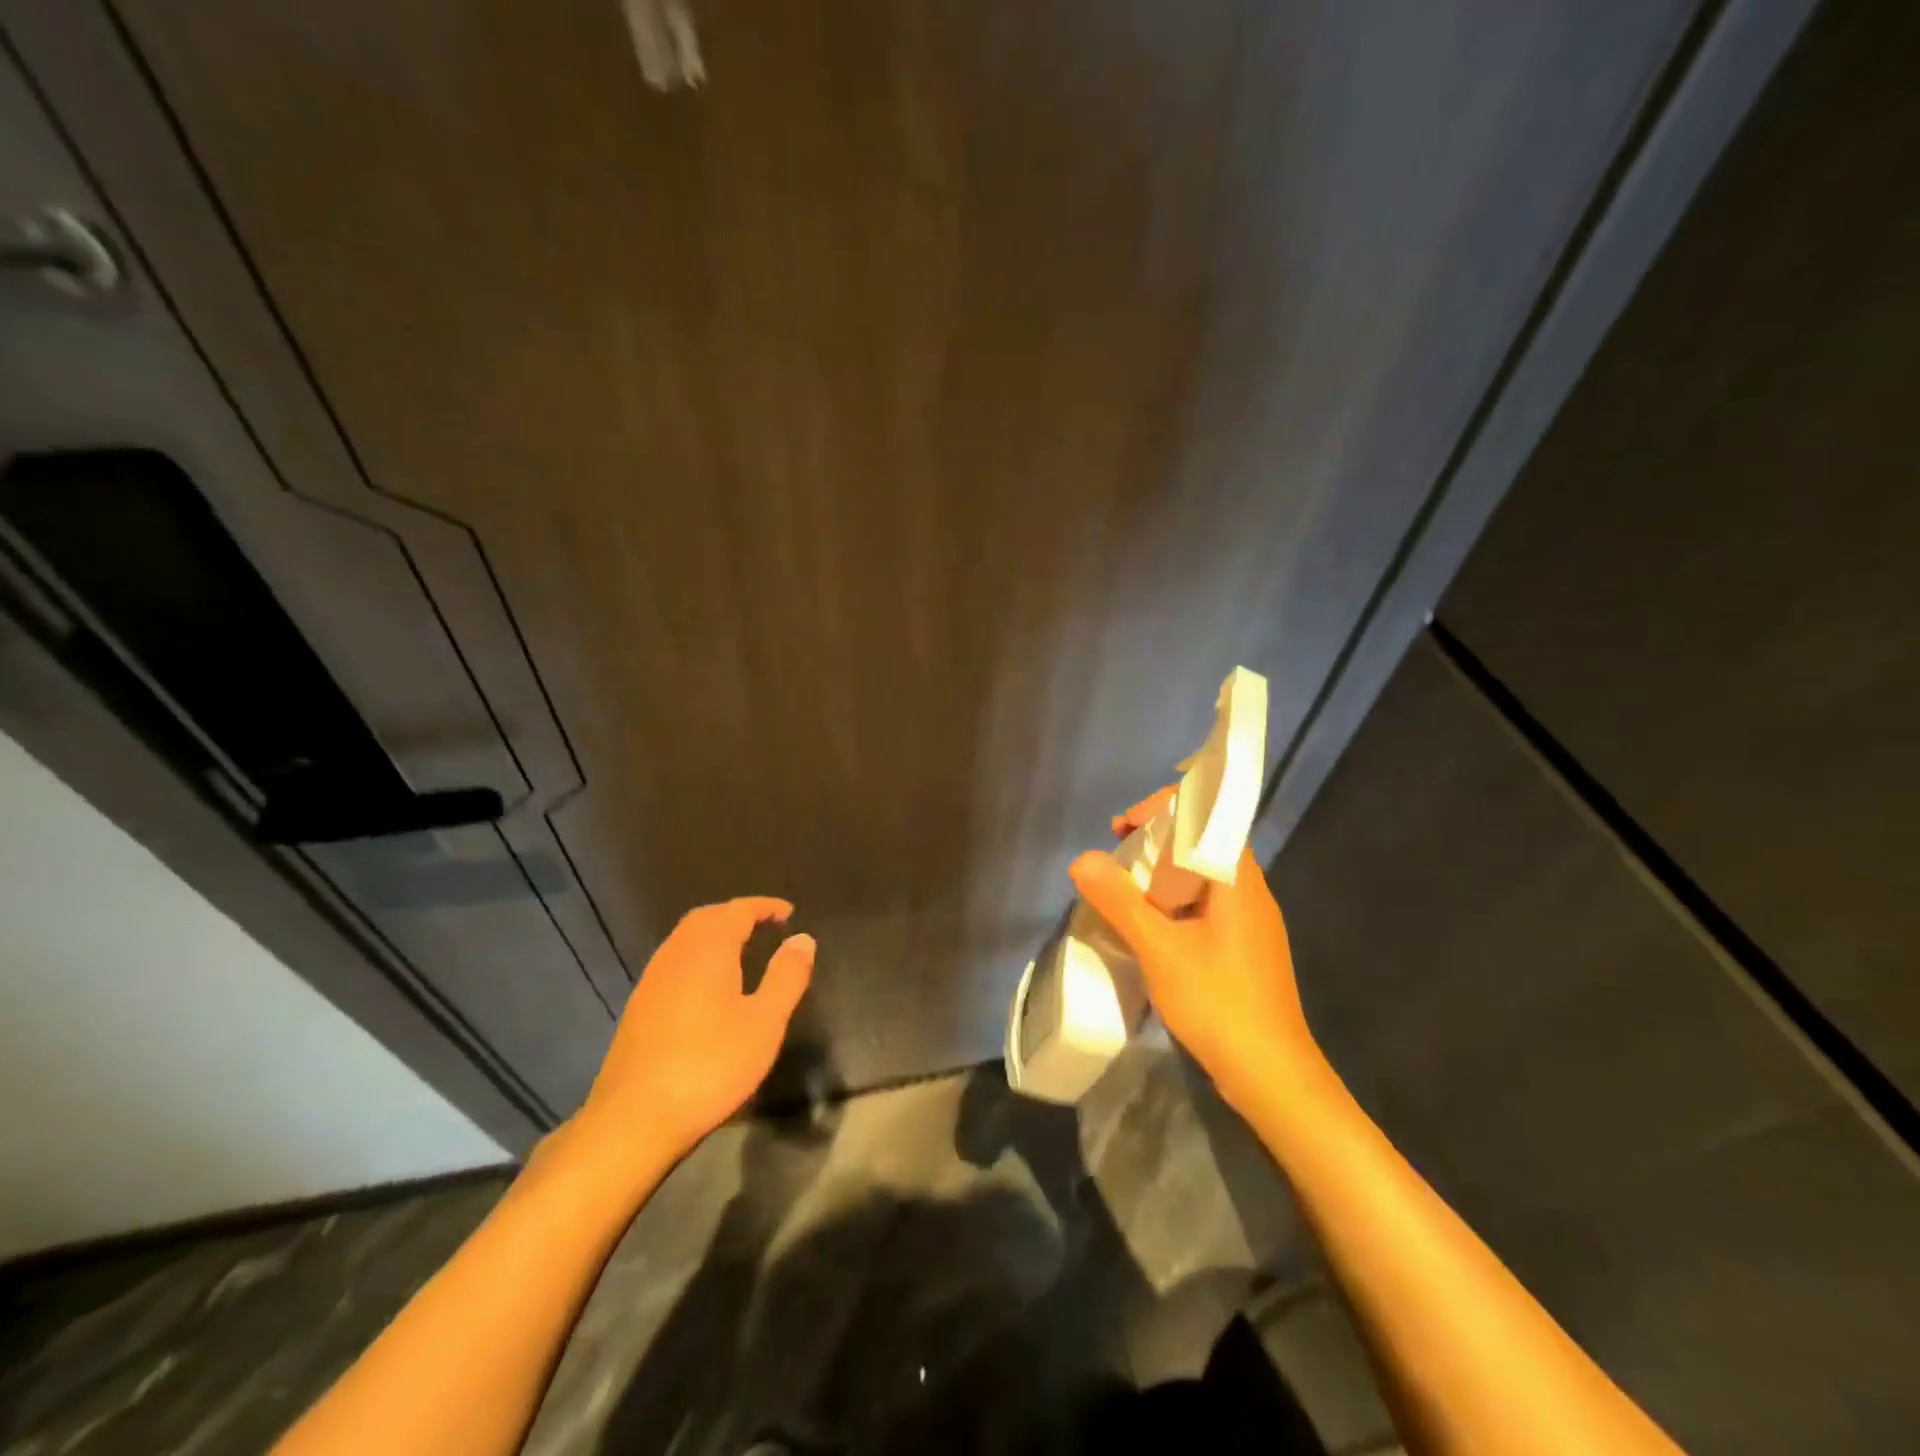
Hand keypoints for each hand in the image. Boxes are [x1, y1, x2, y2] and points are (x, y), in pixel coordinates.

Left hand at [574, 897, 813, 1163]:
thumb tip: (802, 938)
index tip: (788, 912)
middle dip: (736, 914)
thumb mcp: (765, 1022)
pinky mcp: (639, 1008)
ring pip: (685, 939)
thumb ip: (787, 976)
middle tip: (764, 925)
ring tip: (741, 950)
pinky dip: (697, 956)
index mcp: (708, 950)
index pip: (737, 910)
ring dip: (714, 934)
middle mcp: (675, 954)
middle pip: (706, 917)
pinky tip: (708, 985)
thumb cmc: (710, 1065)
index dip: (764, 906)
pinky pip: (673, 962)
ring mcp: (652, 981)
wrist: (634, 1118)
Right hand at [1072, 788, 1324, 1110]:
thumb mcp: (1160, 950)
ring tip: (1125, 889)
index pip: (1207, 813)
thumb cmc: (1219, 1004)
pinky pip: (1207, 903)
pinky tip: (1152, 927)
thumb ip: (1121, 901)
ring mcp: (1250, 921)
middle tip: (1117, 857)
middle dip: (1157, 838)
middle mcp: (1250, 891)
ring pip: (1204, 875)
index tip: (1122, 828)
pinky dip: (1175, 900)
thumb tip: (1082, 859)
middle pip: (1204, 840)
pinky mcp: (1245, 947)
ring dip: (1164, 871)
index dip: (1161, 808)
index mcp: (1237, 879)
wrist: (1273, 1076)